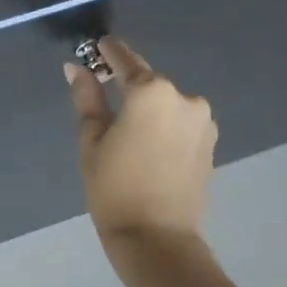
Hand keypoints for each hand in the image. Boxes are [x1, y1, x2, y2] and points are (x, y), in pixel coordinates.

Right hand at [65, 38, 217, 241]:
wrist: (157, 238)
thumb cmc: (114, 185)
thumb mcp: (91, 138)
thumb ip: (87, 97)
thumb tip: (76, 68)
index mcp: (151, 91)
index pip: (125, 59)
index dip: (107, 53)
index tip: (94, 48)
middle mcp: (184, 98)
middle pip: (148, 82)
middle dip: (127, 86)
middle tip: (103, 98)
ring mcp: (202, 121)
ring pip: (166, 103)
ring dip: (148, 107)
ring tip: (126, 130)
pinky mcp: (209, 143)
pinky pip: (180, 122)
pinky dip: (163, 124)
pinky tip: (147, 145)